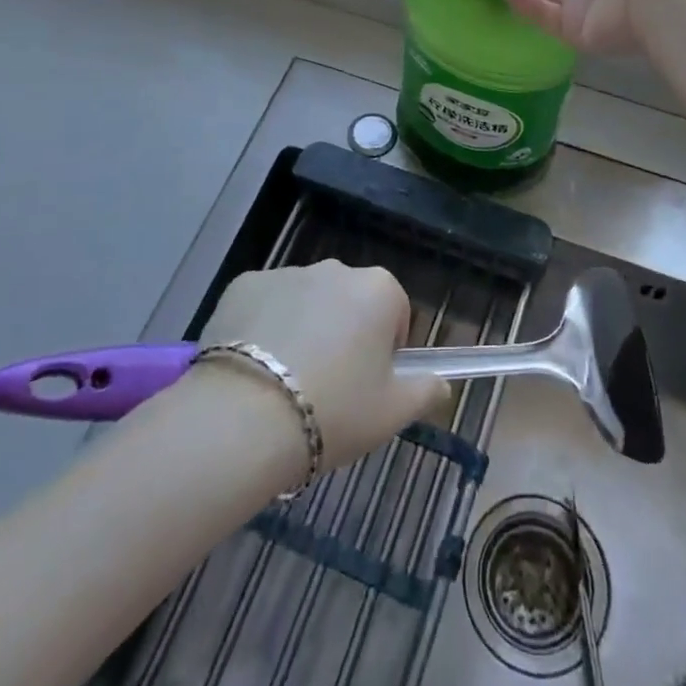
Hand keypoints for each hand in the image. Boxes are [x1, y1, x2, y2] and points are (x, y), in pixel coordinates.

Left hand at [197, 261, 448, 475]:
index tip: (368, 385)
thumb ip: (425, 391)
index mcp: (378, 289)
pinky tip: (252, 370)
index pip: (394, 312)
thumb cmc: (334, 411)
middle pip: (348, 302)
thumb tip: (442, 384)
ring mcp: (286, 272)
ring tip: (284, 384)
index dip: (385, 350)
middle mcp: (335, 269)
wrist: (246, 417)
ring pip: (305, 301)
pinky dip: (263, 327)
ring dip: (303, 328)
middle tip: (328, 387)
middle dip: (343, 334)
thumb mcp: (392, 413)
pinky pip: (264, 304)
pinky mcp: (243, 284)